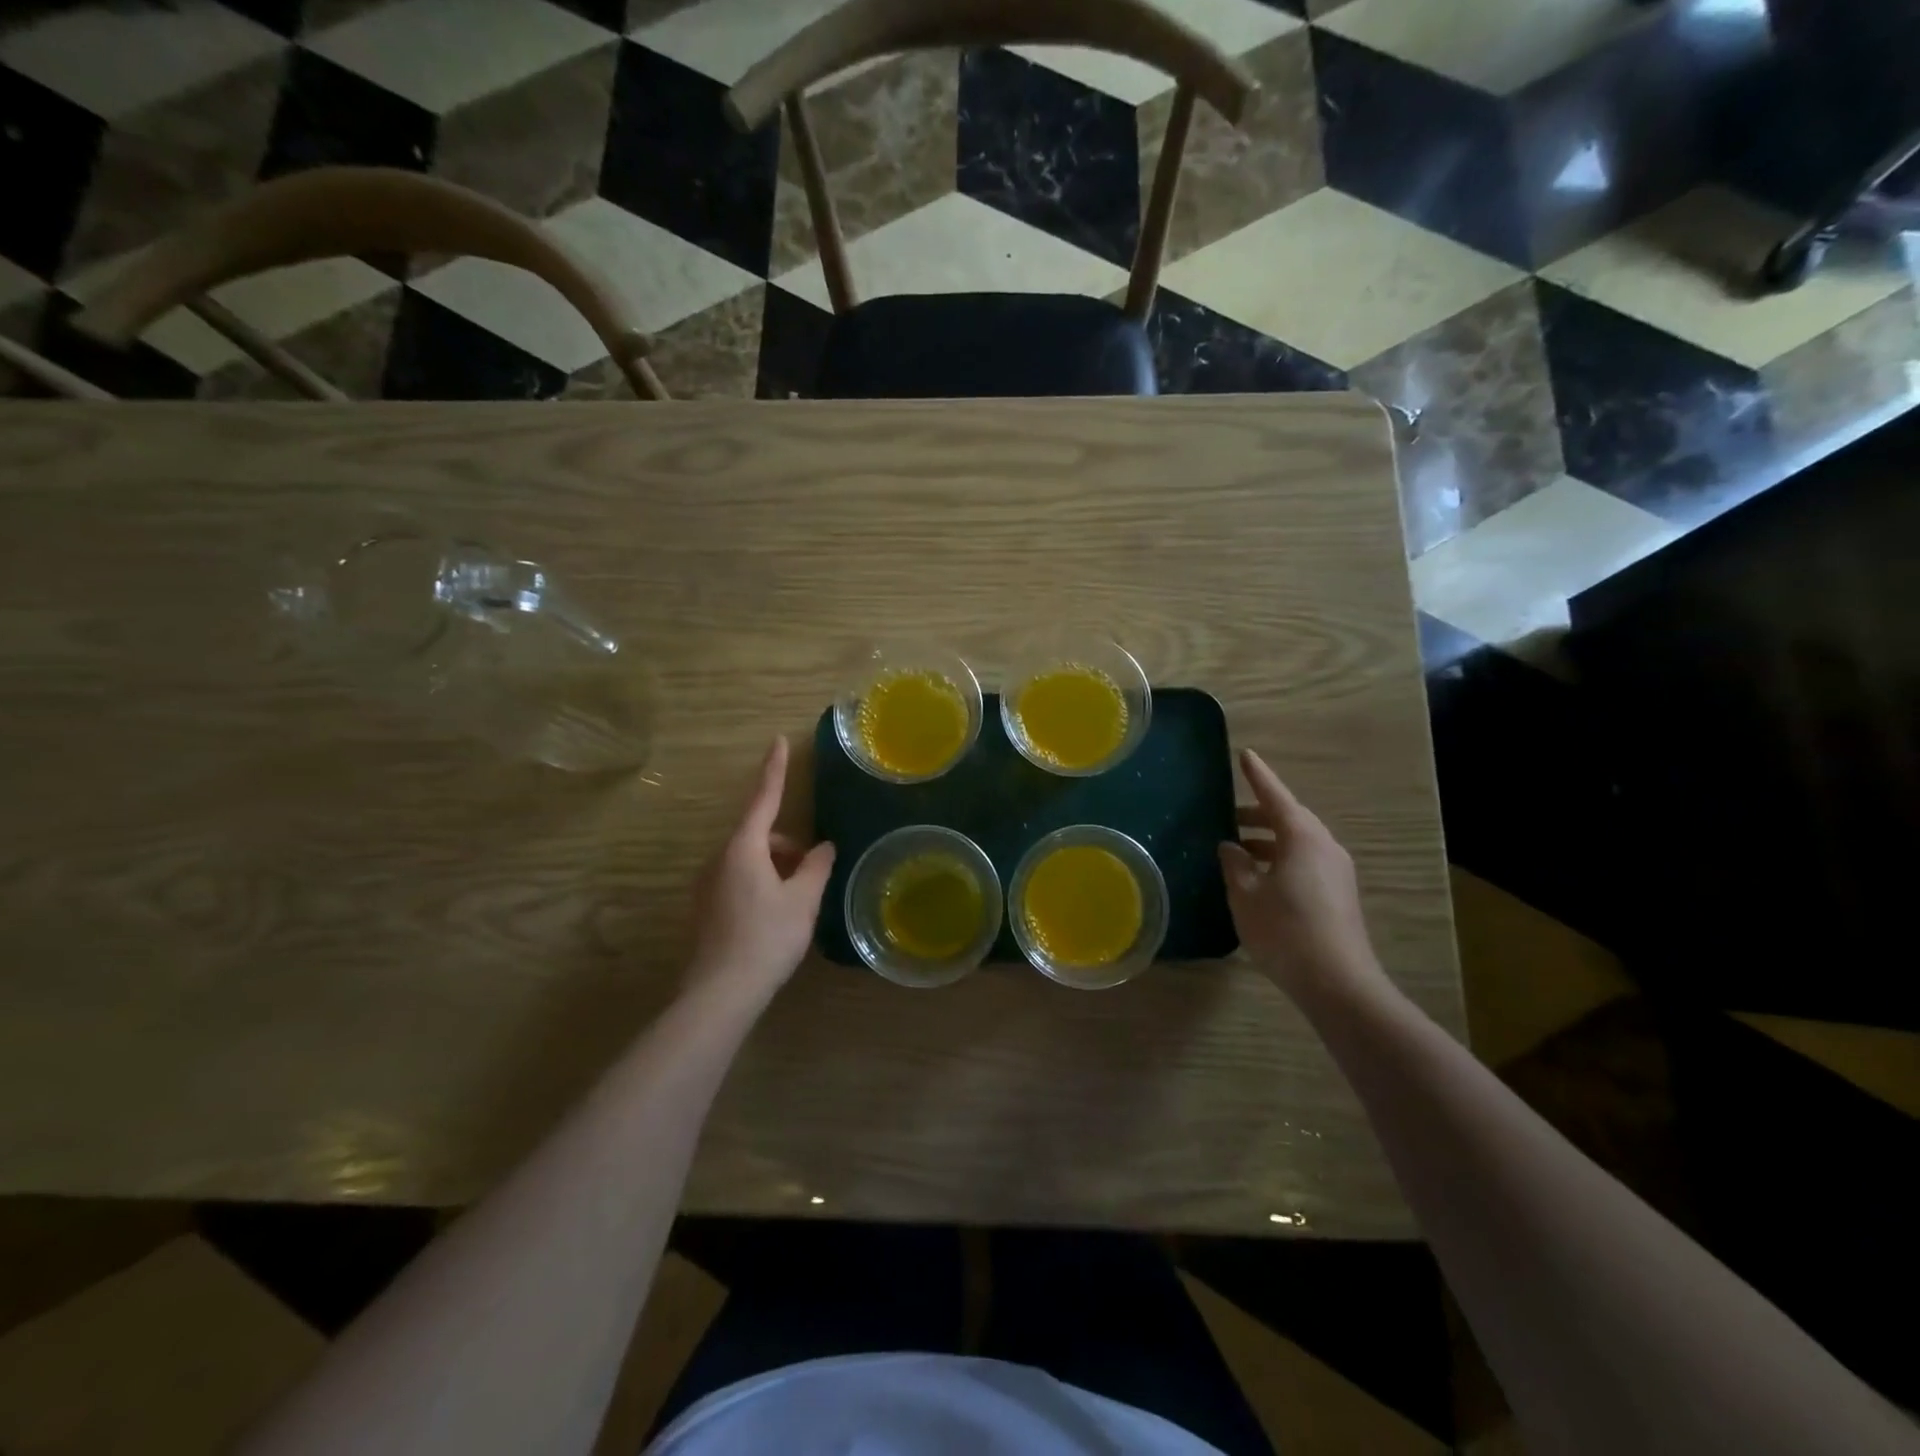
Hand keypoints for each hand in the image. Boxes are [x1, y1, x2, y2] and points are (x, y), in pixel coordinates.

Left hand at [686, 737, 835, 1009]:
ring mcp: (708, 884)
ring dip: (776, 865)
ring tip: (799, 897)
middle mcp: (719, 859)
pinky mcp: (706, 908)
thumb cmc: (767, 937)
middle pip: (758, 834)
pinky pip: (739, 879)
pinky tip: (777, 914)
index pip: (763, 798)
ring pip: (749, 859)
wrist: (721, 992)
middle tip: (814, 868)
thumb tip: (824, 847)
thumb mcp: (803, 900)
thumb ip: (817, 867)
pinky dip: (762, 882)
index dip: (774, 769)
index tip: (777, 740)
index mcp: (743, 848)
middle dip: (787, 844)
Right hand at [1219, 749, 1378, 995]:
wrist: (1338, 983)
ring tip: (1237, 850)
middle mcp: (1324, 847)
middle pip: (1289, 818)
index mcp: (1302, 837)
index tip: (1245, 754)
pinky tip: (1258, 878)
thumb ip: (1235, 864)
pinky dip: (1280, 859)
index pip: (1275, 796)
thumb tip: (1231, 846)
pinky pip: (1305, 862)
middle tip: (1228, 817)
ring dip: (1267, 841)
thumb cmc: (1285, 931)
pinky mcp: (1338, 894)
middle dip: (1258, 814)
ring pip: (1297, 842)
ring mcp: (1336, 871)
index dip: (1257, 776)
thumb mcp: (1246, 895)